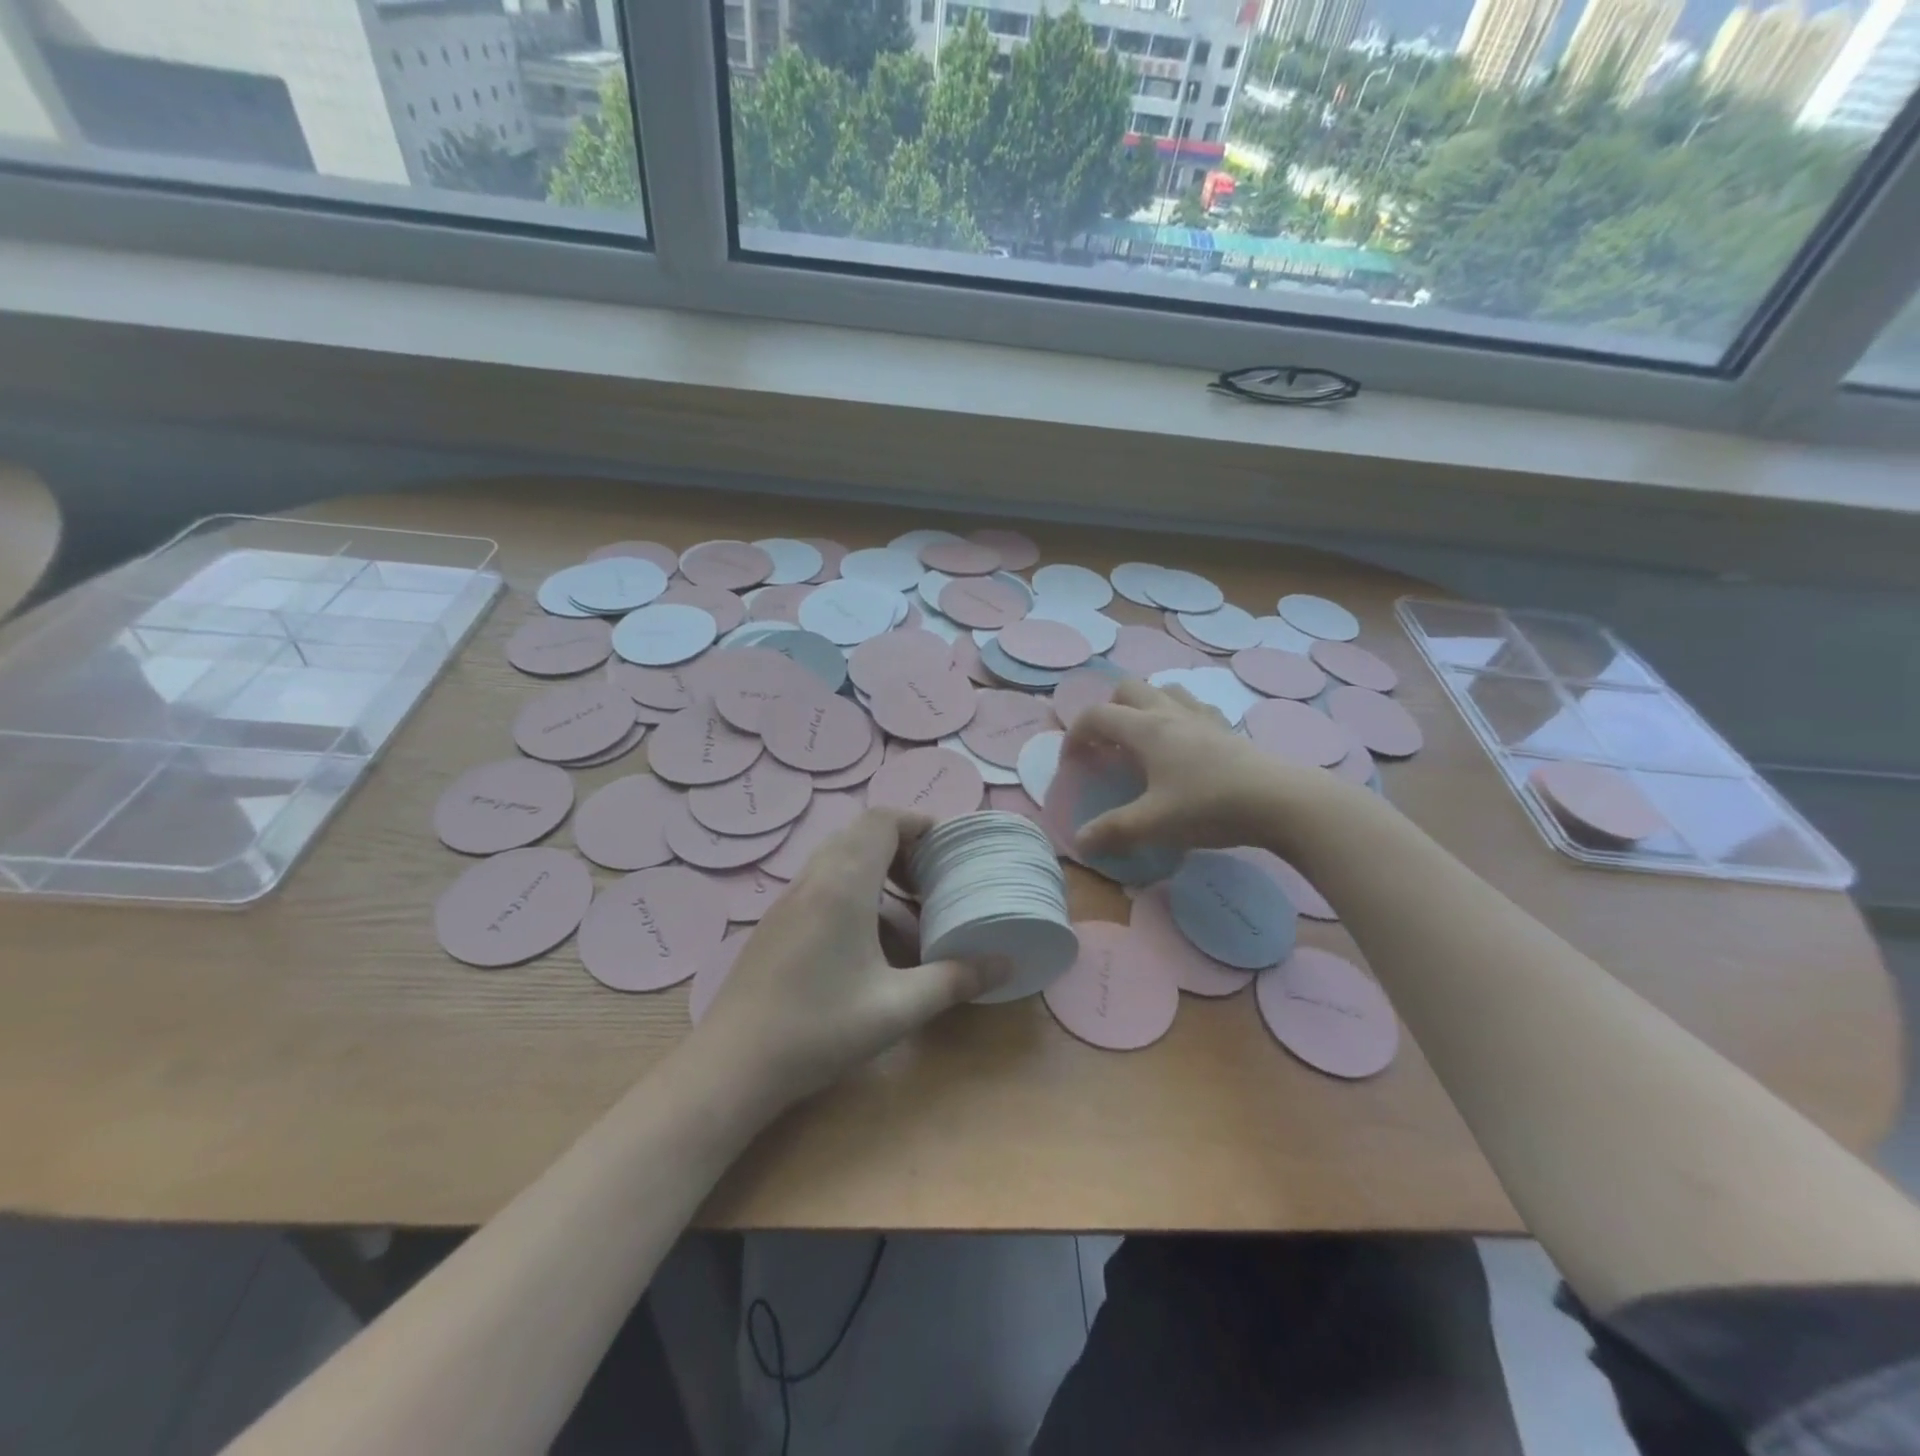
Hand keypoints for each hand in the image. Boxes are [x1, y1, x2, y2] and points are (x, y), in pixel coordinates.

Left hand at [694, 809, 1006, 1107]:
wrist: (732, 1065)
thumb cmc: (819, 1029)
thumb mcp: (897, 1008)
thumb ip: (954, 980)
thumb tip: (1005, 964)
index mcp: (843, 885)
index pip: (881, 821)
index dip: (917, 822)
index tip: (947, 847)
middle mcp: (813, 879)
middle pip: (859, 833)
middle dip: (901, 843)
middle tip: (931, 876)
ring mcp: (788, 899)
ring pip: (837, 856)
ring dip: (874, 864)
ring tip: (906, 902)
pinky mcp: (776, 921)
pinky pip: (821, 880)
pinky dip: (851, 886)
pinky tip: (866, 936)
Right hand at [1066, 679, 1332, 861]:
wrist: (1280, 801)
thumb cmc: (1209, 807)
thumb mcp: (1154, 824)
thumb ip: (1113, 831)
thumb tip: (1081, 843)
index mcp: (1146, 729)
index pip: (1096, 716)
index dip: (1074, 736)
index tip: (1072, 764)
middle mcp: (1170, 712)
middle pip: (1127, 689)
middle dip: (1108, 712)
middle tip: (1108, 747)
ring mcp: (1202, 716)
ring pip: (1163, 690)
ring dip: (1144, 707)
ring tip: (1143, 741)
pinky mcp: (1227, 728)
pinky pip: (1193, 706)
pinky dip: (1178, 716)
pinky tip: (1184, 745)